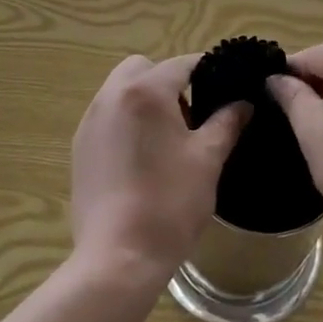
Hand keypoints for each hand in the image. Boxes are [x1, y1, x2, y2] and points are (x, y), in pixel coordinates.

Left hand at [71, 54, 249, 282]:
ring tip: (168, 138)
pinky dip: (126, 121)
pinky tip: (142, 158)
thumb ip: (227, 122)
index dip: (209, 70)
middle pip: (143, 68)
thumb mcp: (208, 159)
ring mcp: (90, 121)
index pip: (182, 63)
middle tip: (191, 115)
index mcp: (145, 91)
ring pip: (121, 89)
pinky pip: (107, 116)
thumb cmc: (169, 203)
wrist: (118, 258)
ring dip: (145, 99)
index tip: (227, 87)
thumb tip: (243, 103)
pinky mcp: (80, 147)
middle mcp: (112, 96)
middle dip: (168, 81)